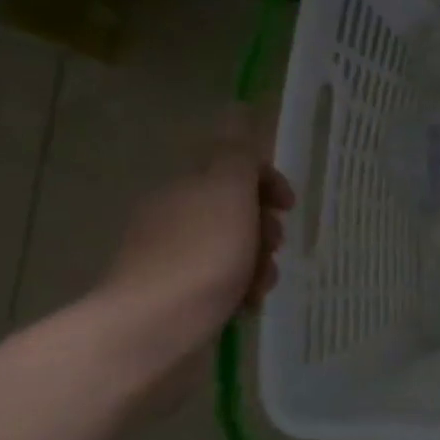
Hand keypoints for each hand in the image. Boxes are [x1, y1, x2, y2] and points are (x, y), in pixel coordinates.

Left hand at [100, 108, 294, 355]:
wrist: (151, 333)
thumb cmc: (200, 256)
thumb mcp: (227, 193)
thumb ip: (236, 152)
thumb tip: (236, 106)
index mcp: (185, 189)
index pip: (234, 170)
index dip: (268, 182)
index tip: (288, 206)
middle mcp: (173, 218)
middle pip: (237, 211)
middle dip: (265, 228)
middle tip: (273, 246)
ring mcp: (170, 260)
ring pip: (233, 249)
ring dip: (258, 262)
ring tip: (261, 285)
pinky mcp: (173, 298)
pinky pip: (220, 283)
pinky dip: (239, 289)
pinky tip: (246, 305)